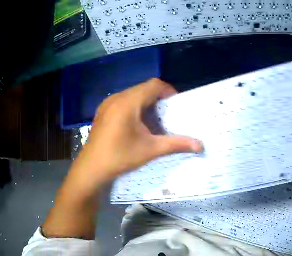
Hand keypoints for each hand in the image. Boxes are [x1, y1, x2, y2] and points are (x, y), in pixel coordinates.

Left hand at [74, 78, 201, 184]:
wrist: (91, 168)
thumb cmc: (120, 157)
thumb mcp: (150, 150)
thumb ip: (176, 144)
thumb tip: (200, 146)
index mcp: (128, 102)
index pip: (154, 85)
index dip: (168, 91)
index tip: (176, 105)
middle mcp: (116, 98)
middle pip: (143, 89)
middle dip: (158, 98)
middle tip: (167, 114)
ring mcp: (107, 104)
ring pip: (132, 94)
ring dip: (145, 103)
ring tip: (153, 120)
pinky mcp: (102, 111)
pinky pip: (122, 101)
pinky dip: (134, 107)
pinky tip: (136, 124)